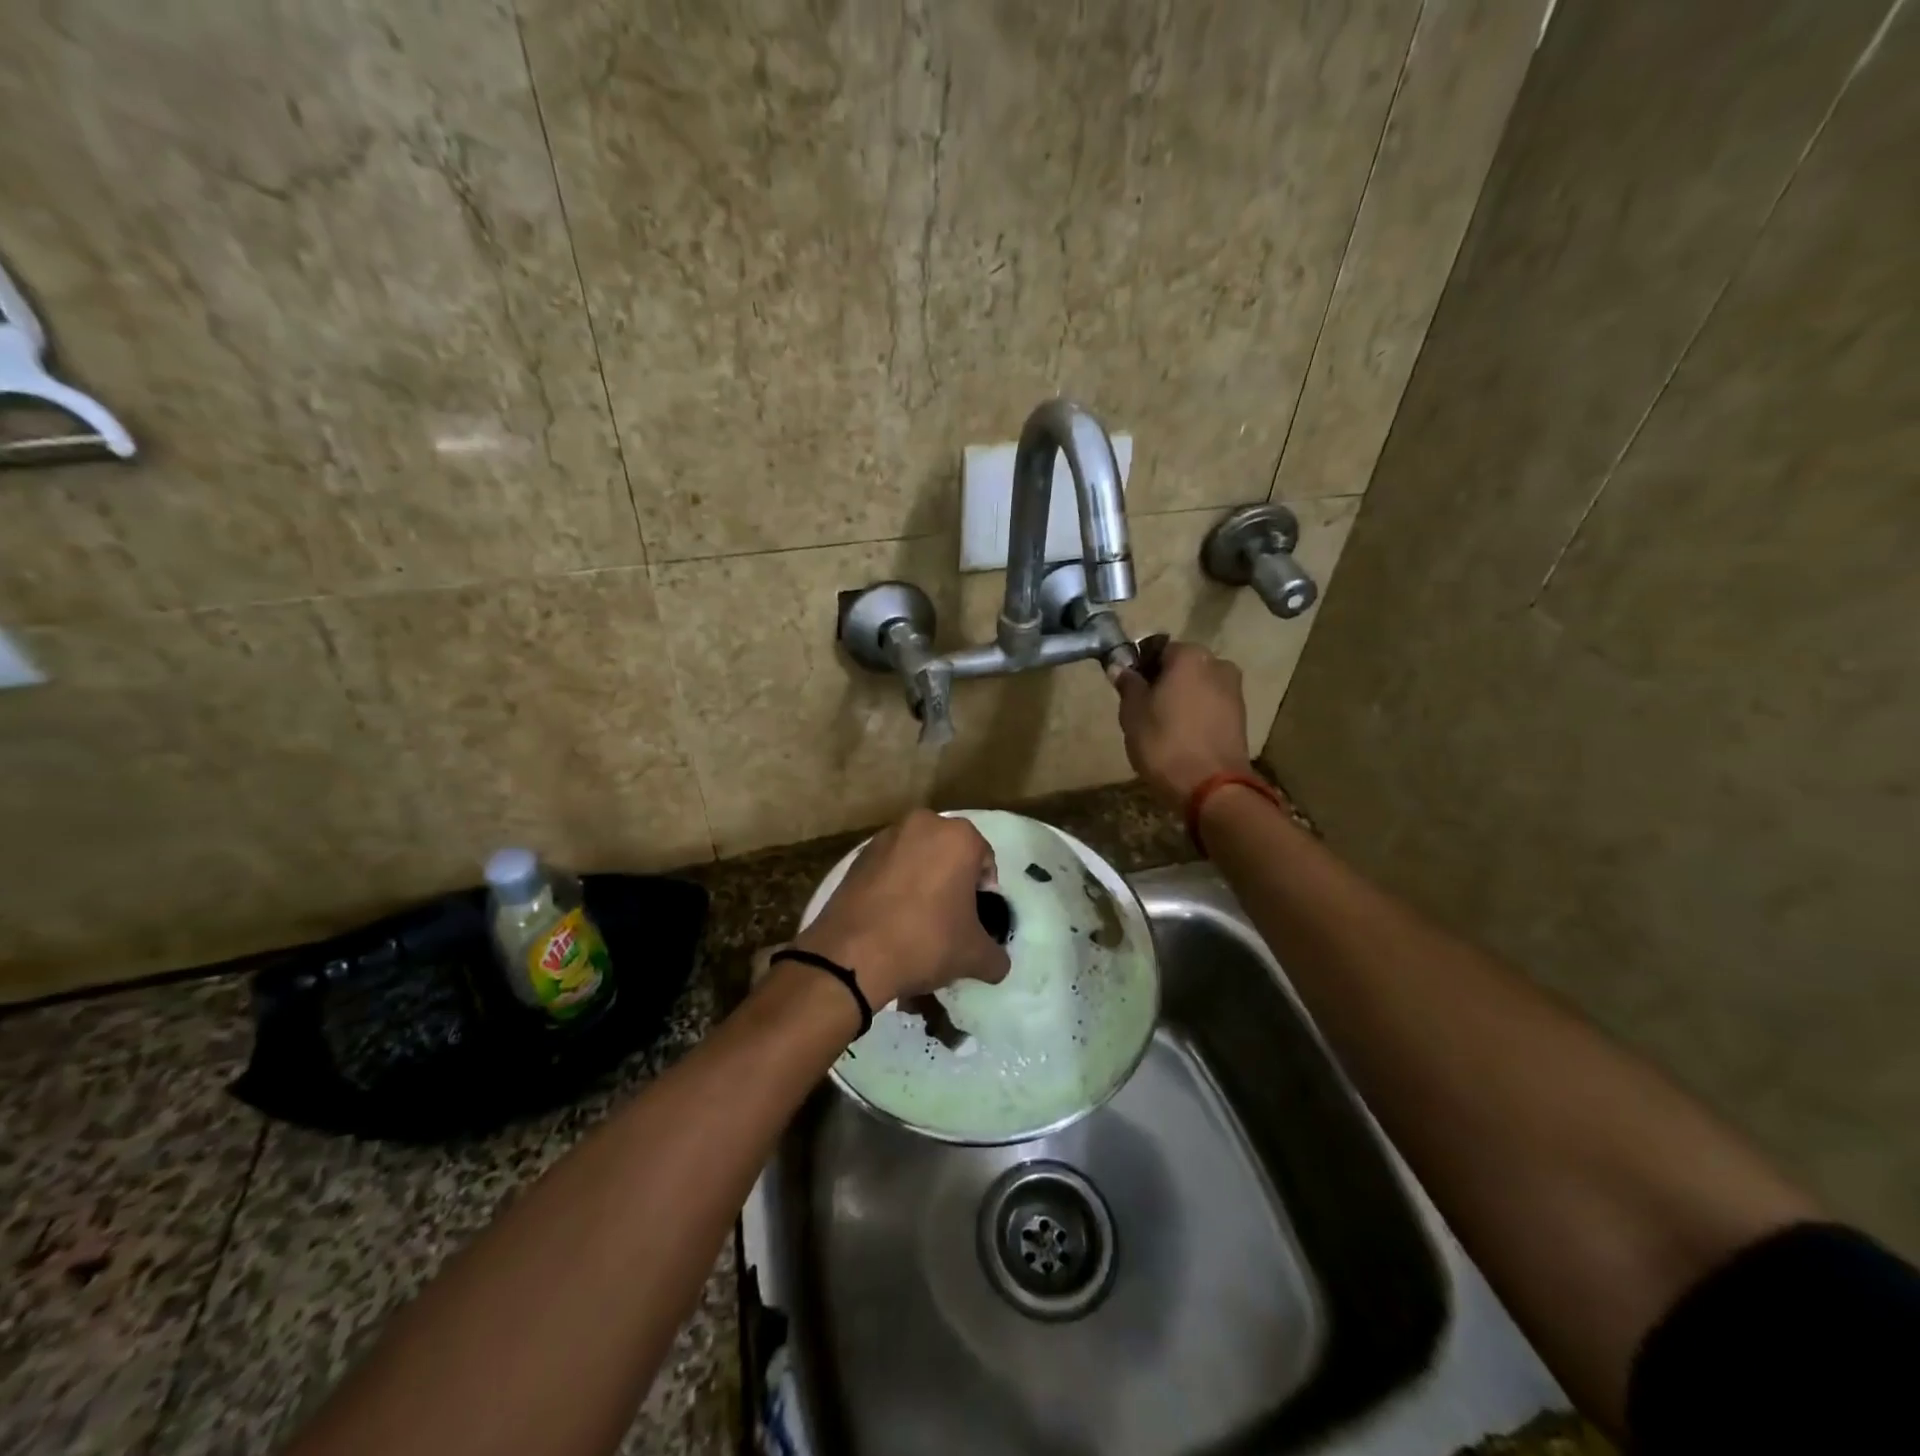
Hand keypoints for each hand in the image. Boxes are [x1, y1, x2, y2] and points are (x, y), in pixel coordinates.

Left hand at [793, 810, 1010, 1007]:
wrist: (852, 955)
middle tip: (949, 919)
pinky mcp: (857, 855)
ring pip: (917, 859)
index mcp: (958, 837)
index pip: (984, 860)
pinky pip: (888, 868)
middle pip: (949, 854)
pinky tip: (890, 919)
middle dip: (952, 881)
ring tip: (916, 921)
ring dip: (922, 881)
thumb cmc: (926, 942)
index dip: (983, 893)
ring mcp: (885, 837)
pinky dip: (894, 886)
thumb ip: (996, 956)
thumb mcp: (974, 956)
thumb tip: (996, 963)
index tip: (974, 920)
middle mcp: (923, 824)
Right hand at [1115, 641, 1254, 810]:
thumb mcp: (1132, 713)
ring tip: (1161, 726)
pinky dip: (1196, 714)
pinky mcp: (1241, 717)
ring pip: (1197, 686)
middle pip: (1181, 666)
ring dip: (1180, 698)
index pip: (1157, 648)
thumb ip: (1128, 684)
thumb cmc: (1164, 743)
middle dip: (1162, 681)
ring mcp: (1234, 691)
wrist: (1211, 788)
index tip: (1128, 687)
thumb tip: (1119, 666)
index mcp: (1190, 655)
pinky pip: (1210, 706)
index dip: (1139, 665)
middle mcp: (1218, 664)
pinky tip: (1181, 736)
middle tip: (1142, 708)